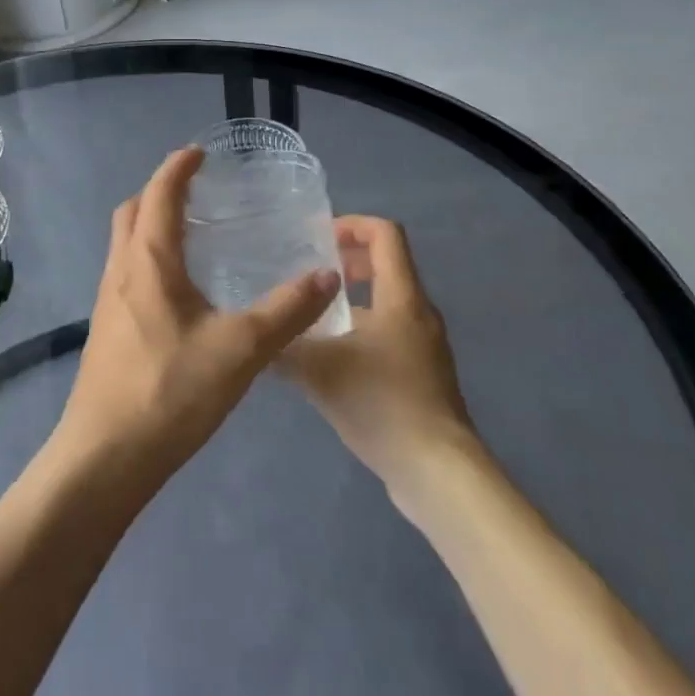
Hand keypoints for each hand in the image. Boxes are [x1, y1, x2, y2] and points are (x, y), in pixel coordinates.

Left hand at [53, 148, 340, 496]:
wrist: (105, 458)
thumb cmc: (170, 392)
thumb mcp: (241, 349)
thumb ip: (287, 310)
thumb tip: (326, 275)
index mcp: (149, 261)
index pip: (160, 194)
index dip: (178, 168)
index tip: (200, 152)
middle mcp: (121, 271)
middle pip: (132, 212)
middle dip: (160, 191)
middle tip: (198, 191)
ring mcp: (108, 302)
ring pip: (126, 244)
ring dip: (152, 225)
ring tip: (194, 235)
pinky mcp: (107, 331)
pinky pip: (127, 273)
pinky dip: (150, 259)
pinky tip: (181, 291)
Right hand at [282, 217, 478, 496]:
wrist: (437, 471)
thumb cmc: (382, 404)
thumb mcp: (320, 371)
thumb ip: (285, 346)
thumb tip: (257, 333)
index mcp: (401, 297)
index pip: (385, 234)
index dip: (351, 224)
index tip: (316, 239)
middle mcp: (419, 312)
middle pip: (386, 266)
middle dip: (346, 263)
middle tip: (308, 277)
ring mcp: (425, 346)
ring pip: (386, 305)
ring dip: (350, 303)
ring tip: (310, 321)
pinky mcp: (424, 375)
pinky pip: (390, 335)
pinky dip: (360, 333)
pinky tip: (330, 364)